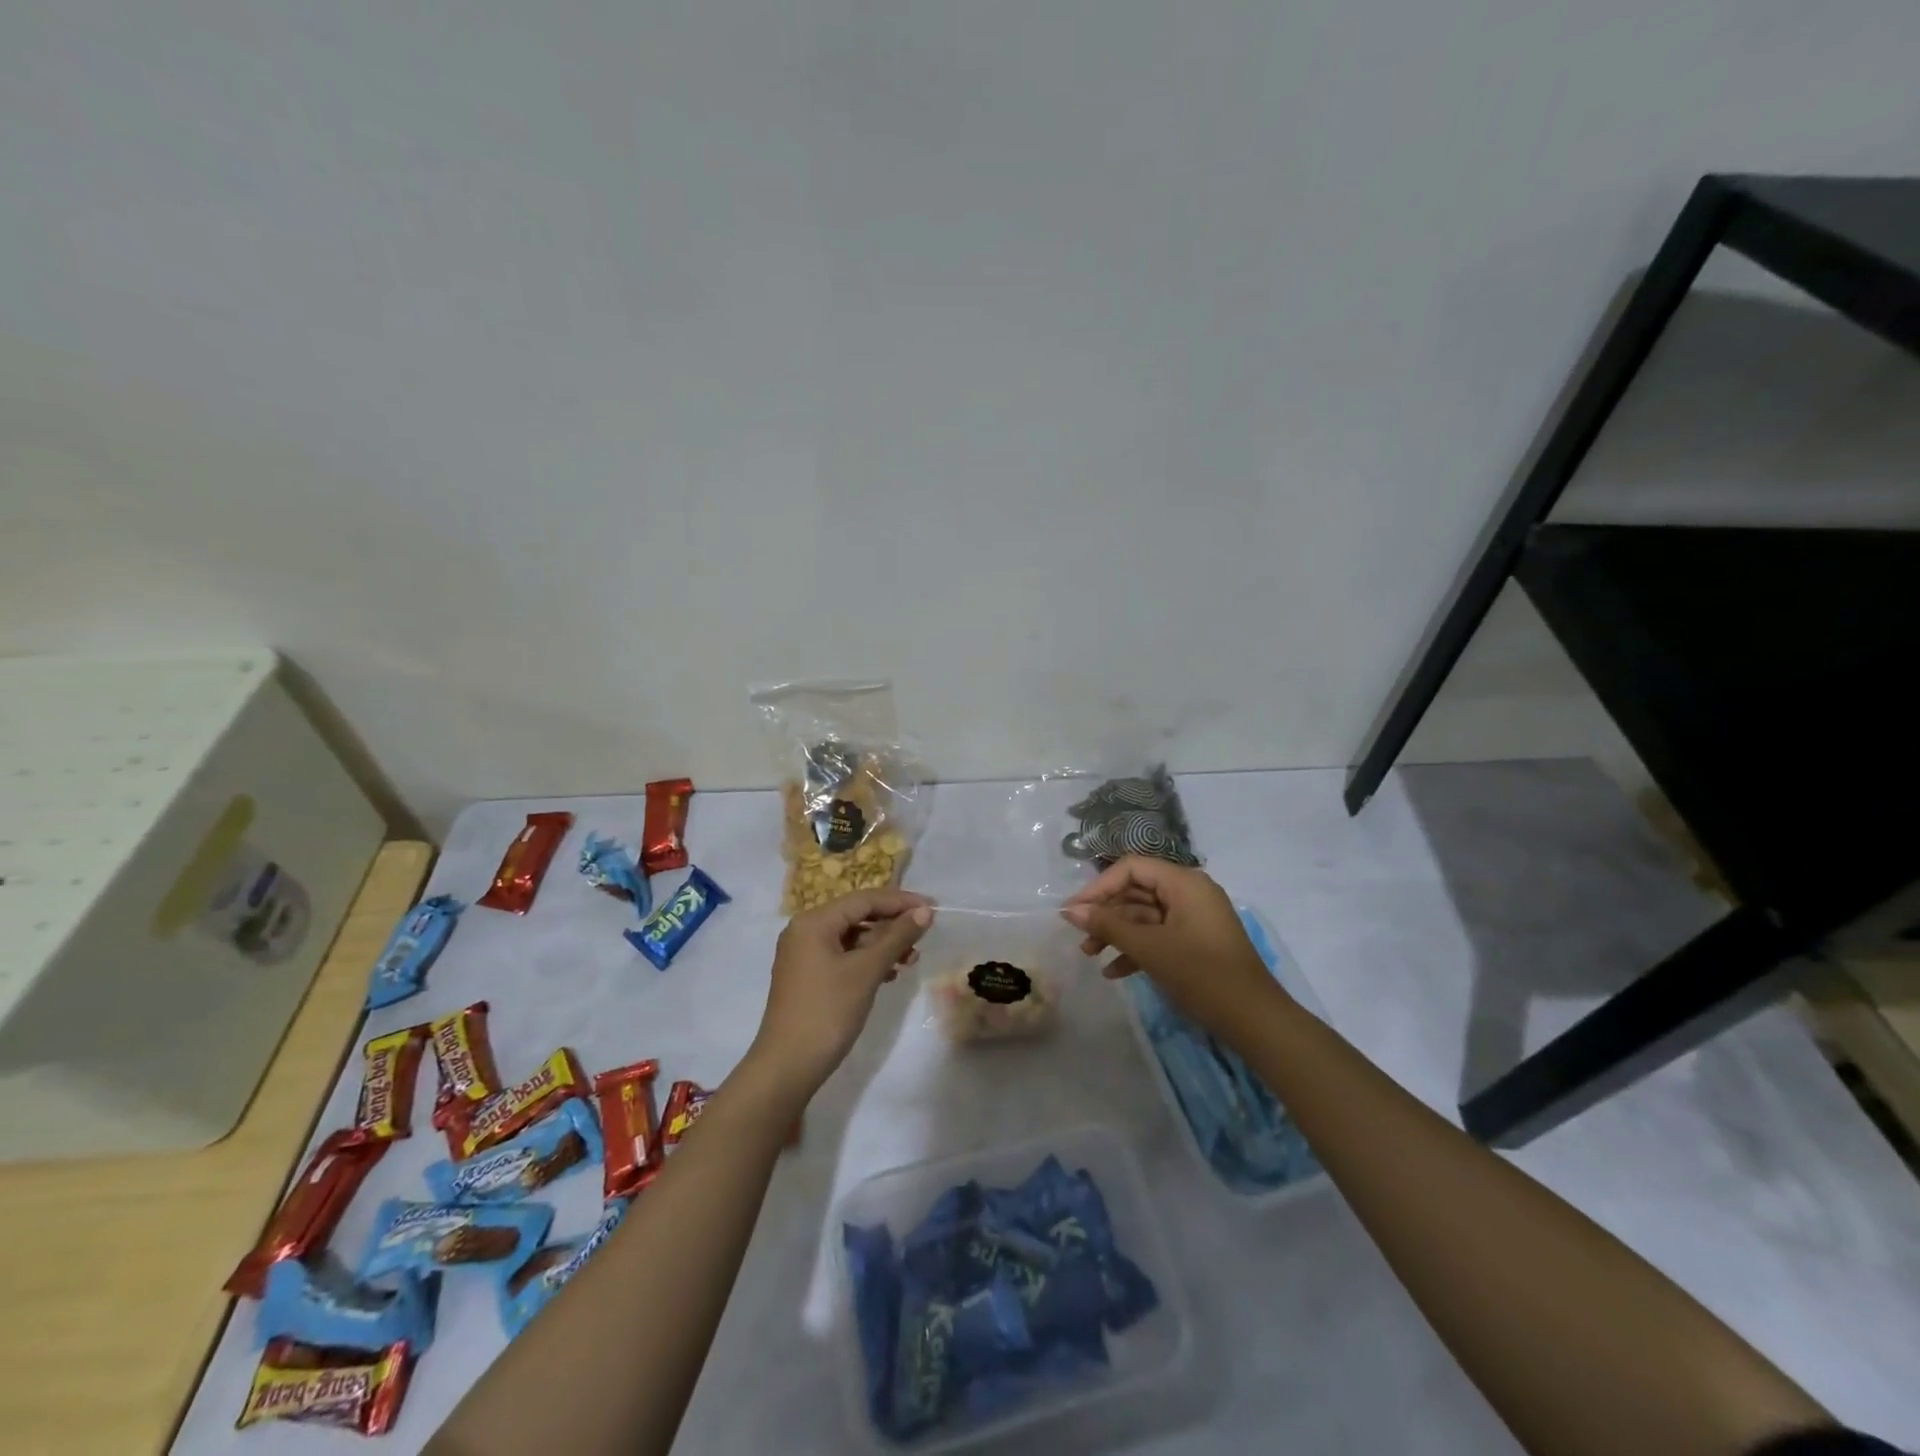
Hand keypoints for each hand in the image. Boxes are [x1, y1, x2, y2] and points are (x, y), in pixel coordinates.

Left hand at [746, 889, 933, 1101]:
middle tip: (925, 934)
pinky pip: (843, 956)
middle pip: (857, 915)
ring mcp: (804, 955)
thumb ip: (897, 937)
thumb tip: (924, 912)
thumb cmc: (827, 1011)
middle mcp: (805, 930)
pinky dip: (867, 960)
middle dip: (892, 924)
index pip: (864, 899)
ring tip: (912, 958)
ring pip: (852, 937)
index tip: (932, 907)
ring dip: (883, 944)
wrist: (788, 1067)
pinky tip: (890, 973)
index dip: (900, 901)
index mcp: (814, 922)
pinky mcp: (808, 976)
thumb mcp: (867, 971)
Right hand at [1061, 857, 1285, 1035]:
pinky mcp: (1196, 943)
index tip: (1074, 911)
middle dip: (1106, 914)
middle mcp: (1190, 893)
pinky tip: (1114, 972)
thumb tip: (1070, 911)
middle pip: (1137, 891)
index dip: (1099, 887)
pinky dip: (1137, 949)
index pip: (1131, 868)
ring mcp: (1194, 919)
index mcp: (1184, 882)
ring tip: (1090, 955)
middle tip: (1079, 937)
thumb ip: (1108, 925)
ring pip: (1145, 916)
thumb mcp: (1149, 948)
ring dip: (1117, 934)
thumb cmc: (1201, 974)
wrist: (1254, 1020)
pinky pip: (1159, 935)